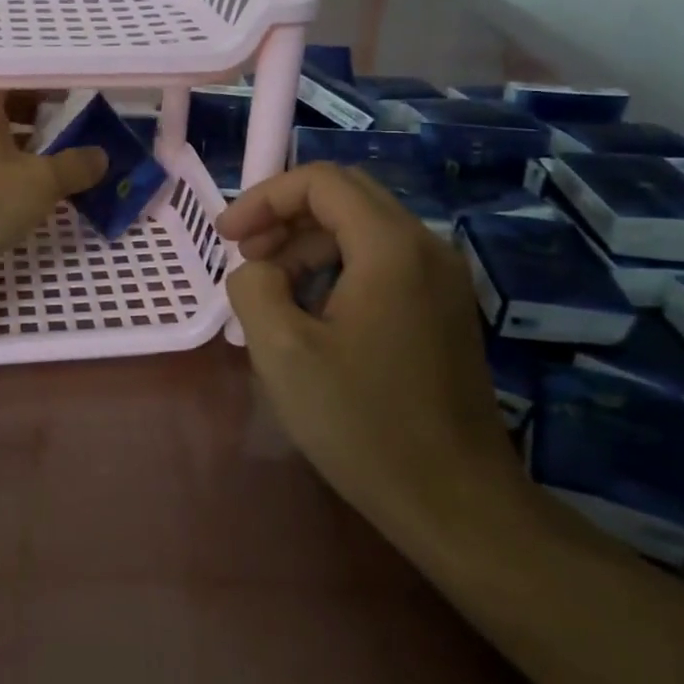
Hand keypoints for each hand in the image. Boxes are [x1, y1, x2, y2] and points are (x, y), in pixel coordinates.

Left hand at [0, 91, 106, 281]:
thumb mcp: (40, 181)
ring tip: (60, 161)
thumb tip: (101, 156)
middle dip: (36, 117)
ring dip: (25, 150)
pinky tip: (34, 194)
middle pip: (1, 112)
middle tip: (69, 125)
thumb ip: (74, 166)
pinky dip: (11, 178)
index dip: (41, 83)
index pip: (10, 80)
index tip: (70, 91)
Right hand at [217, 163, 524, 550]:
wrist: (455, 502)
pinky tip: (311, 313)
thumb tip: (258, 270)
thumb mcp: (283, 352)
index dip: (264, 198)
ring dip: (308, 244)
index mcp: (391, 247)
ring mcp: (442, 279)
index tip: (227, 237)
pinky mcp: (444, 309)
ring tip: (271, 290)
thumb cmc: (363, 424)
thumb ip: (253, 288)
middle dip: (284, 215)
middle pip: (344, 196)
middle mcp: (425, 248)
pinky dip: (337, 268)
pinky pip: (382, 262)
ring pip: (363, 229)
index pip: (320, 181)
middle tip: (246, 255)